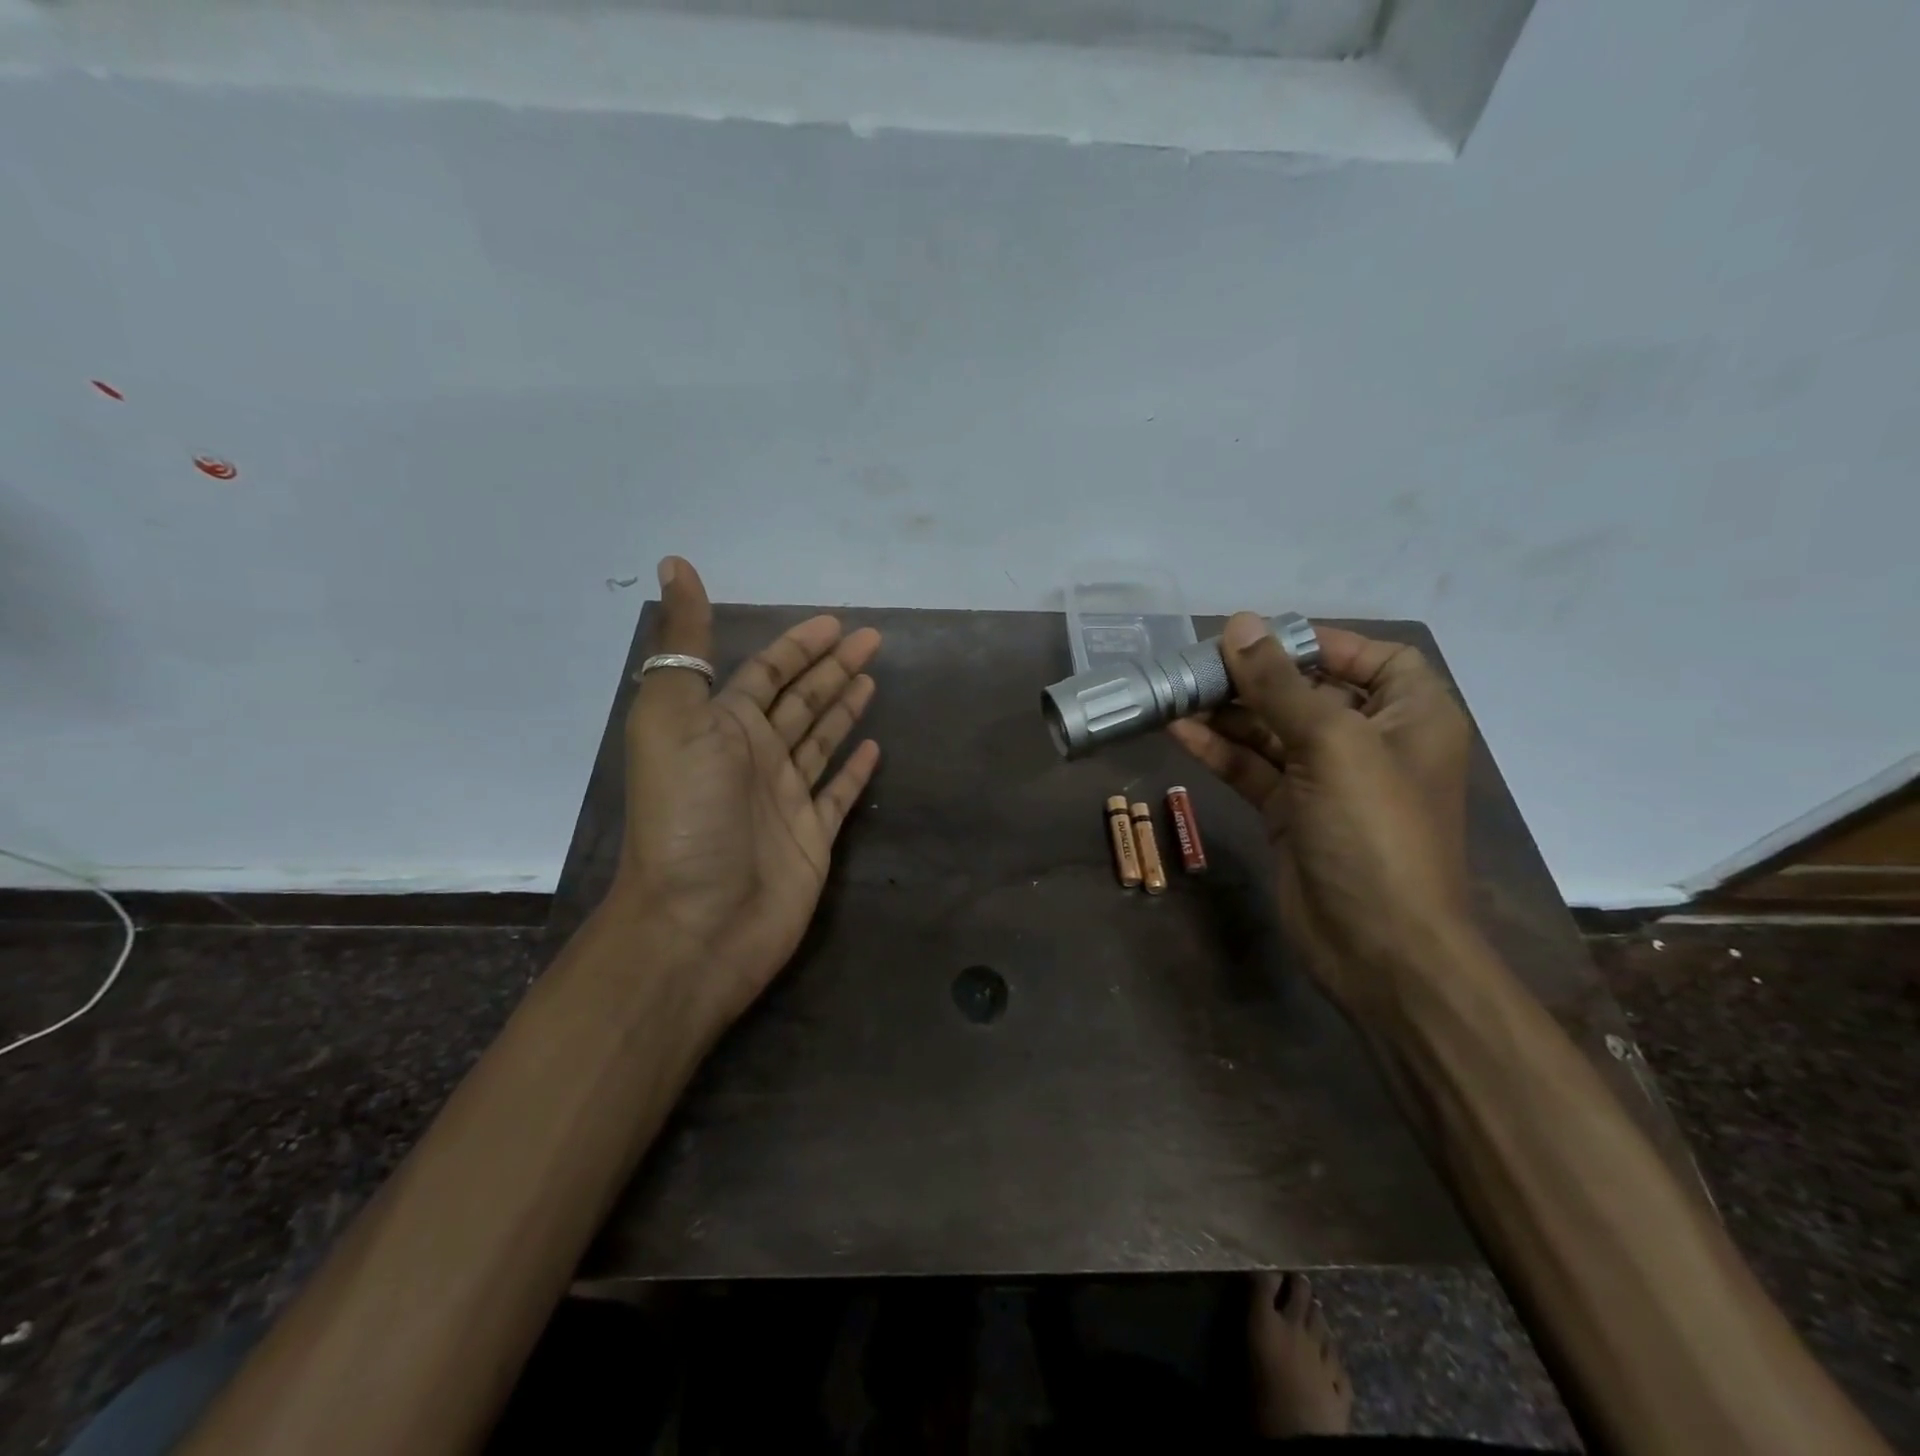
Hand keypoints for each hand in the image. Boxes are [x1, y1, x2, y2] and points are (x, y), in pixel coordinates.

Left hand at [613, 557, 880, 1025]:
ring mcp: (785, 799)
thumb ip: (684, 642)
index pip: (767, 671)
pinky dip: (854, 770)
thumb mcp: (675, 716)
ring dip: (844, 709)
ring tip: (872, 681)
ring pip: (821, 740)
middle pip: (801, 700)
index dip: (798, 645)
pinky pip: (838, 793)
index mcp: (721, 726)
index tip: (835, 622)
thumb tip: (675, 564)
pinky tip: (873, 748)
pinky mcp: (812, 837)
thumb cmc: (688, 814)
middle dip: (833, 668)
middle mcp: (754, 756)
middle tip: (873, 641)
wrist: (698, 921)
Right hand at [1168, 615, 1472, 1019]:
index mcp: (1412, 716)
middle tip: (1196, 664)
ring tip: (1177, 692)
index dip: (1318, 642)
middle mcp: (1372, 742)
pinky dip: (1219, 750)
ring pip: (1272, 731)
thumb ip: (1281, 684)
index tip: (1258, 638)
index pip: (1371, 657)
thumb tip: (1239, 624)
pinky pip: (1253, 768)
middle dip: (1255, 677)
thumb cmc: (1374, 832)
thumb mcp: (1332, 744)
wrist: (1378, 947)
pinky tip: (1179, 730)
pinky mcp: (1291, 813)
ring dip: (1228, 712)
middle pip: (1308, 692)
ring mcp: (1328, 781)